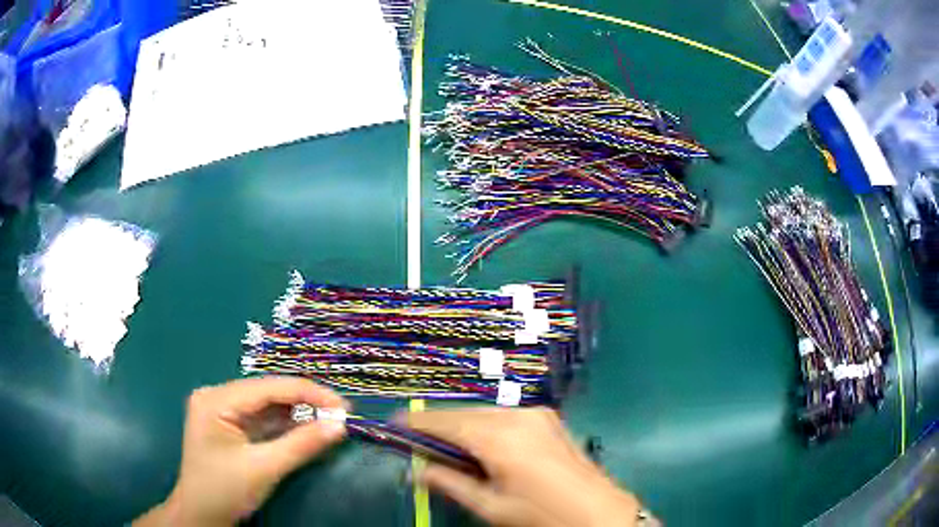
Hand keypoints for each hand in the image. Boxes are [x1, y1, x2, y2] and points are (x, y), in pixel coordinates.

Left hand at [134, 378, 348, 526]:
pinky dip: (286, 425)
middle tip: (342, 414)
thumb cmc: (224, 491)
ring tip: (331, 420)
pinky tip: (308, 428)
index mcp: (216, 399)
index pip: (268, 387)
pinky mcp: (230, 426)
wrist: (201, 516)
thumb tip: (341, 425)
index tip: (345, 407)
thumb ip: (301, 445)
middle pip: (268, 393)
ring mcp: (222, 411)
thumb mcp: (264, 469)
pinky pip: (263, 419)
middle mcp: (217, 396)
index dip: (309, 394)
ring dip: (298, 413)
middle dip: (305, 403)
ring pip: (268, 405)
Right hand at [405, 408, 640, 526]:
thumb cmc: (540, 515)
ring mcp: (536, 414)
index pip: (445, 423)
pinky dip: (483, 427)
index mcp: (500, 437)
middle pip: (464, 414)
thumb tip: (417, 469)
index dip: (416, 423)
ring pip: (483, 414)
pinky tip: (479, 446)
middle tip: (415, 442)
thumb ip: (451, 483)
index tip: (392, 424)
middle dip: (437, 425)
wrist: (600, 513)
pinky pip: (503, 417)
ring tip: (444, 447)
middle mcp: (516, 415)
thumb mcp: (491, 507)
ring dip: (461, 426)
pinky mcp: (548, 419)